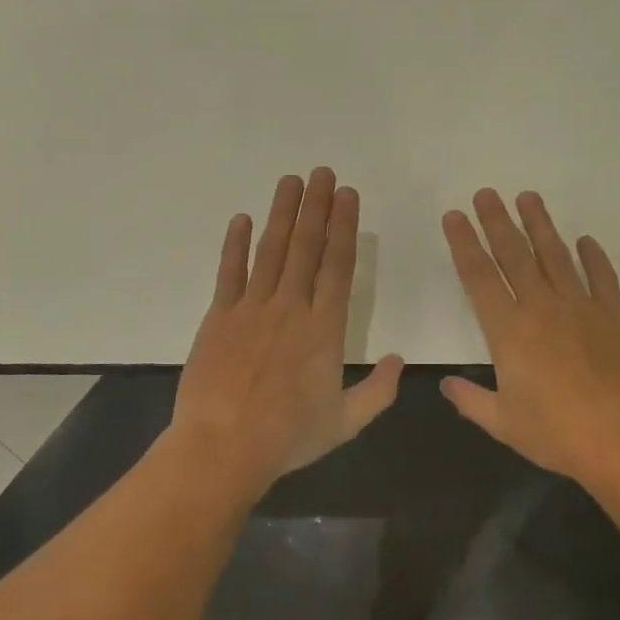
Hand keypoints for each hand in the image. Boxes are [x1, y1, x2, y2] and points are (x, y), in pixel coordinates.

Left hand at [171, 168, 403, 495]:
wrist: (223, 447)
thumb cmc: (287, 437)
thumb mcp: (345, 423)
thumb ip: (378, 391)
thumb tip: (399, 360)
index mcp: (325, 329)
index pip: (338, 266)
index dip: (343, 227)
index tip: (347, 195)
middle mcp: (290, 308)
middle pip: (306, 247)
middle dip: (315, 207)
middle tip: (322, 173)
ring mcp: (251, 309)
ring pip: (271, 251)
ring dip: (282, 213)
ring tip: (290, 181)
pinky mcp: (219, 317)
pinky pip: (229, 272)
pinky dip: (236, 244)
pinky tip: (242, 218)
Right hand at [441, 189, 619, 496]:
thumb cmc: (558, 434)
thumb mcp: (503, 424)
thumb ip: (470, 400)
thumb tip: (445, 385)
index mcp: (509, 333)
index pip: (479, 278)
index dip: (464, 245)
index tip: (455, 217)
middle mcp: (542, 309)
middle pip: (514, 255)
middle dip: (497, 222)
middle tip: (486, 193)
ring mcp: (582, 308)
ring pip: (555, 256)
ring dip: (540, 225)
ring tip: (528, 198)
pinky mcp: (615, 315)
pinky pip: (602, 277)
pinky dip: (593, 257)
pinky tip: (585, 241)